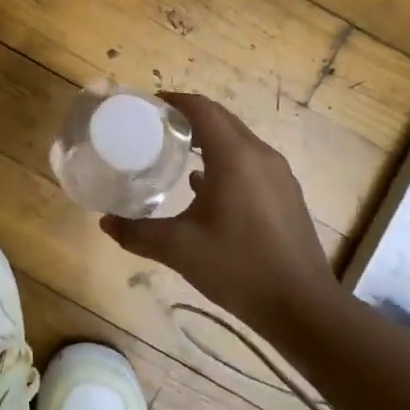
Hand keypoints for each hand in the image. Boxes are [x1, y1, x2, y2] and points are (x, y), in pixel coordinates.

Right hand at [101, 93, 337, 333]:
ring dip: (208, 138)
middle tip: (155, 128)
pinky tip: (204, 185)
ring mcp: (278, 174)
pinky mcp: (286, 193)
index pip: (202, 109)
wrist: (303, 308)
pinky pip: (250, 160)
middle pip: (221, 119)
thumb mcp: (179, 249)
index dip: (174, 101)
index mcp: (234, 156)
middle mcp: (260, 155)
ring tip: (176, 152)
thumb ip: (137, 233)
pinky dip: (225, 159)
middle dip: (188, 116)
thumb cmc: (239, 268)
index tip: (148, 106)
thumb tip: (106, 223)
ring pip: (238, 139)